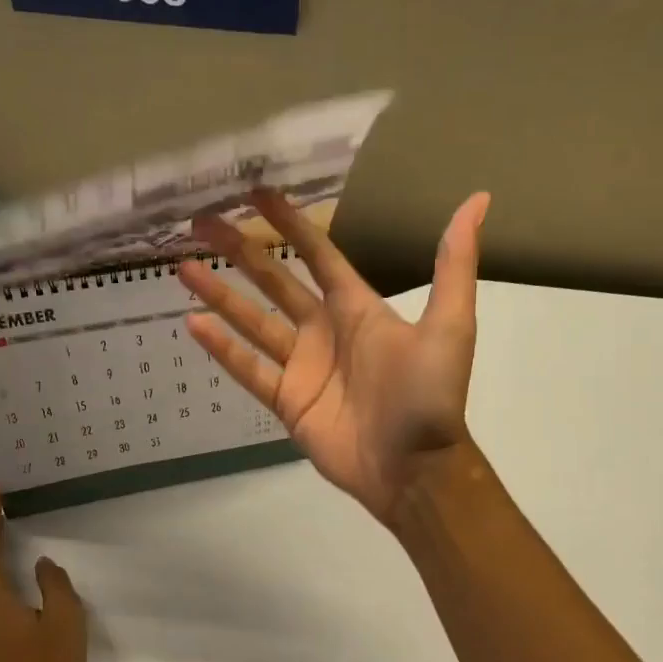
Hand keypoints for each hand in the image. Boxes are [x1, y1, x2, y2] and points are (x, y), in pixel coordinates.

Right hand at [180, 190, 489, 525]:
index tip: (257, 193)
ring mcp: (302, 366)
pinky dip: (223, 349)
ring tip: (183, 266)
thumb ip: (453, 264)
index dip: (289, 223)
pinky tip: (194, 323)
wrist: (415, 468)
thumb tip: (479, 199)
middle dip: (241, 250)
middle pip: (275, 281)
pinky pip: (249, 369)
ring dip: (220, 294)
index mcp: (358, 308)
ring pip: (253, 321)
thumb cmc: (430, 396)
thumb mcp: (449, 325)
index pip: (317, 255)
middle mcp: (324, 330)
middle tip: (202, 221)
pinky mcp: (287, 401)